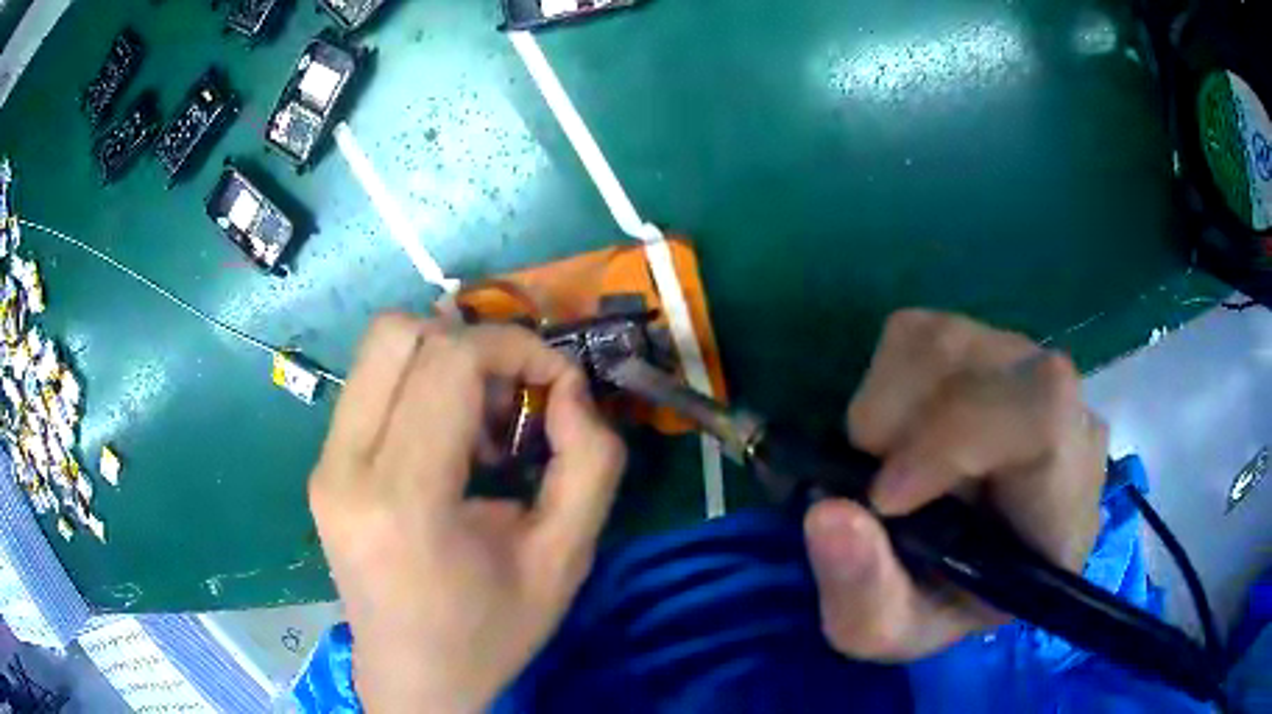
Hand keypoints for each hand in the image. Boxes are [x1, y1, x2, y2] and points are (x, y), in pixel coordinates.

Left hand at [308, 315, 625, 711]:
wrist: (412, 679)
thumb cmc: (490, 633)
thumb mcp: (565, 559)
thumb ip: (590, 464)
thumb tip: (570, 389)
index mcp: (405, 500)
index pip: (449, 360)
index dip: (515, 347)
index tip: (557, 383)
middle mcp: (346, 468)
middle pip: (399, 333)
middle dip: (473, 342)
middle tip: (512, 396)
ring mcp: (324, 466)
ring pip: (379, 349)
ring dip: (442, 361)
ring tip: (480, 424)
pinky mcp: (322, 468)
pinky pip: (369, 386)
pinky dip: (418, 386)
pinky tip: (446, 443)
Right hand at [805, 310, 1106, 660]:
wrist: (974, 561)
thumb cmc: (944, 604)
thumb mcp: (891, 632)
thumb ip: (863, 594)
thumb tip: (825, 512)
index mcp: (1065, 500)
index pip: (1044, 415)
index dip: (957, 436)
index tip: (885, 496)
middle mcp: (1065, 414)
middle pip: (988, 363)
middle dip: (903, 421)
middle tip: (877, 488)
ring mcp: (1027, 367)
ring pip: (944, 338)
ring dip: (886, 403)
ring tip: (886, 463)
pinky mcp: (987, 344)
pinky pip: (921, 330)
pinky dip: (884, 381)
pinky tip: (899, 432)